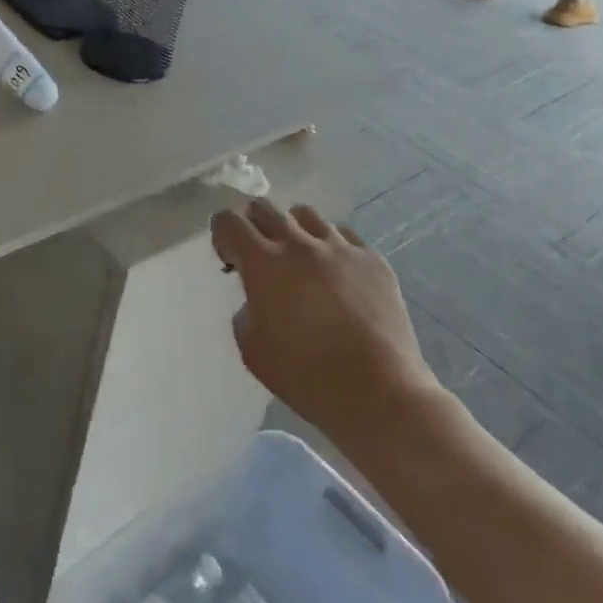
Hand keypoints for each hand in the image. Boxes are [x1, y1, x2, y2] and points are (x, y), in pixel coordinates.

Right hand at [212, 200, 444, 444]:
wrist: (379, 393)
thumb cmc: (306, 376)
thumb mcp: (252, 349)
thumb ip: (246, 310)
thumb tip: (258, 298)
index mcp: (263, 263)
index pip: (228, 222)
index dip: (222, 235)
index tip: (231, 259)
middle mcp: (300, 244)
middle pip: (265, 208)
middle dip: (254, 224)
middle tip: (260, 254)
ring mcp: (340, 248)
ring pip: (306, 215)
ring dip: (294, 230)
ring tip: (300, 258)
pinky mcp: (373, 259)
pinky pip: (343, 236)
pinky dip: (330, 246)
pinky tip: (336, 274)